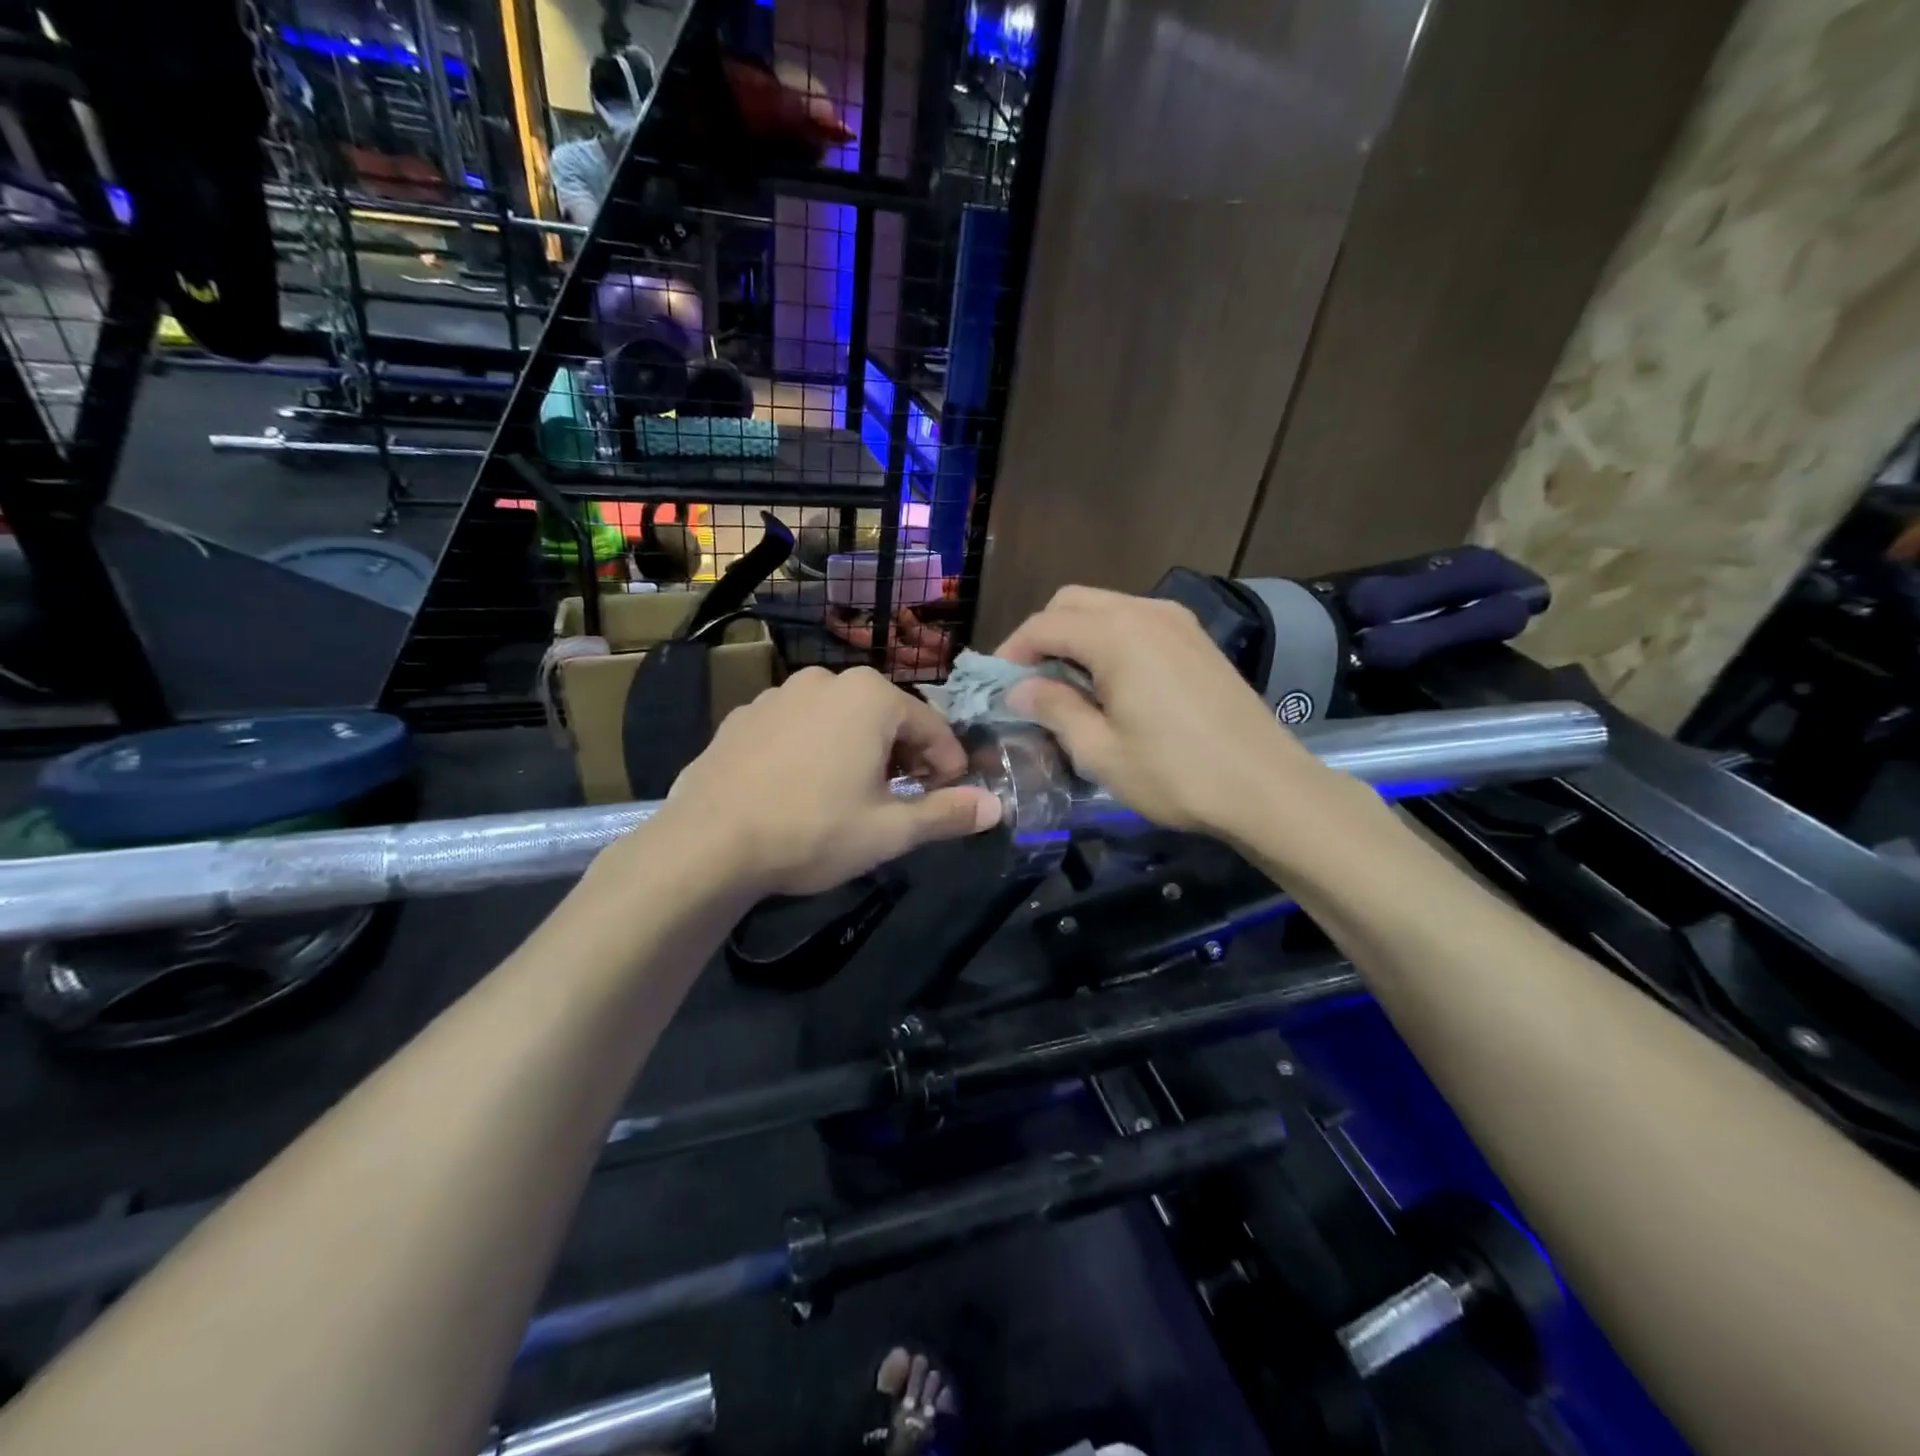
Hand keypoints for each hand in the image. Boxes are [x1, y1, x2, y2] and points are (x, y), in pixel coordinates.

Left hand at [663, 666, 1001, 896]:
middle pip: (887, 717)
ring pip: (840, 719)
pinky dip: (814, 749)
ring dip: (859, 751)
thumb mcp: (890, 830)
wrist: (707, 843)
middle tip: (901, 801)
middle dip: (904, 756)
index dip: (949, 766)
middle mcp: (826, 680)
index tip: (948, 798)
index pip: (934, 727)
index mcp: (870, 696)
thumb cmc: (812, 831)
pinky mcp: (743, 715)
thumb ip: (948, 814)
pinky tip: (800, 789)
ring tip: (850, 797)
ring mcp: (778, 693)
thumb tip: (997, 806)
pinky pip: (798, 727)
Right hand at [998, 586, 1322, 835]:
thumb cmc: (1176, 774)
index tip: (998, 686)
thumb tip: (1020, 689)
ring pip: (1107, 607)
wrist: (1267, 787)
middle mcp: (1145, 612)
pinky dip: (1110, 640)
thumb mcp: (1100, 751)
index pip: (1044, 624)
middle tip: (1030, 682)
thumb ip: (1054, 709)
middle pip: (1073, 602)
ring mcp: (1178, 621)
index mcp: (1117, 635)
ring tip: (1067, 685)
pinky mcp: (1197, 639)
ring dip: (1076, 635)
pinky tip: (1111, 682)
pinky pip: (1137, 621)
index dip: (1012, 651)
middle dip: (1042, 635)